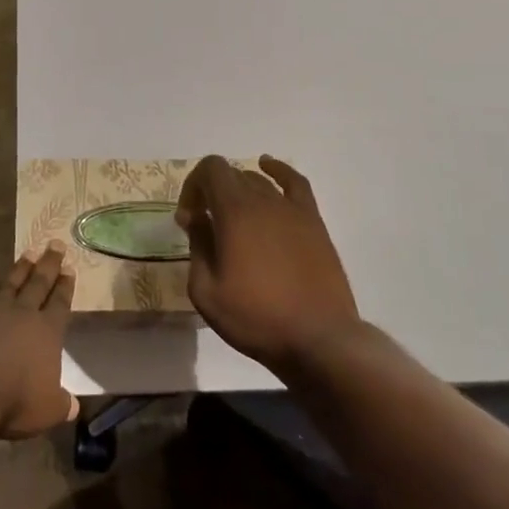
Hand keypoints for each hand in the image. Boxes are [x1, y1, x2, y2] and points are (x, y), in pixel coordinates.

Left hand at [0, 245, 78, 439]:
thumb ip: (60, 404)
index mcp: (46, 333)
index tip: (70, 269)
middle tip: (57, 244)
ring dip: (21, 266)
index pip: (60, 305)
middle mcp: (22, 312)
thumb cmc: (11, 399)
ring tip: (30, 250)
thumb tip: (74, 407)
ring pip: (10, 280)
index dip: (65, 288)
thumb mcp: (45, 411)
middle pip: (39, 284)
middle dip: (49, 265)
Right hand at [175, 155, 362, 371]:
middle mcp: (263, 200)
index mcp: (234, 212)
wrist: (319, 339)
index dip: (193, 187)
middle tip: (206, 227)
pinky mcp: (314, 222)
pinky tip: (268, 168)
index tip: (189, 220)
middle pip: (232, 175)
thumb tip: (197, 219)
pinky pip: (295, 183)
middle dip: (211, 192)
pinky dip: (278, 170)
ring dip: (238, 191)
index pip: (210, 169)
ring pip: (258, 181)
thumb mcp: (206, 291)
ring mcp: (292, 209)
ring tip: (234, 220)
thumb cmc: (257, 318)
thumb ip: (197, 247)